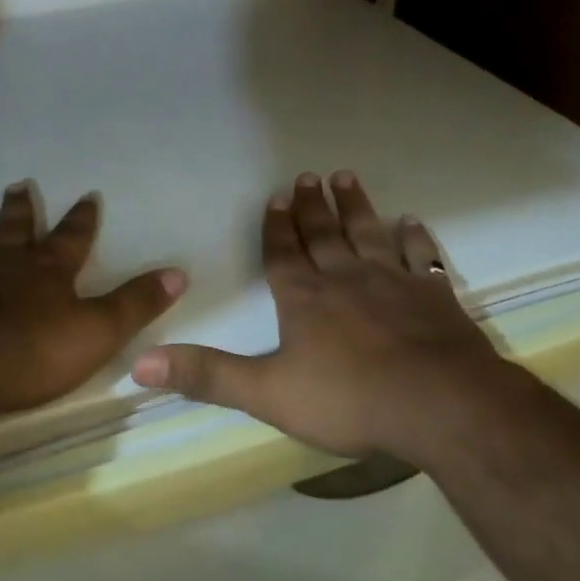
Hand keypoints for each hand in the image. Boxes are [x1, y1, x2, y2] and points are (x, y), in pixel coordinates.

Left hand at [0, 183, 184, 422]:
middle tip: (18, 184)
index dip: (82, 218)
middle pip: (12, 227)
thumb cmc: (31, 355)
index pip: (72, 236)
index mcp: (45, 270)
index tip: (88, 196)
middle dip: (19, 207)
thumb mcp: (98, 332)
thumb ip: (136, 303)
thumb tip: (179, 272)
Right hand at [130, 171, 505, 465]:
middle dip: (312, 207)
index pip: (283, 255)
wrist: (439, 404)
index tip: (276, 197)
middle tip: (308, 176)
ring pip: (368, 233)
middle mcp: (345, 279)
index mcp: (304, 299)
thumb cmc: (348, 399)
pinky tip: (410, 221)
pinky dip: (414, 237)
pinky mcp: (433, 295)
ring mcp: (393, 282)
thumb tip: (139, 364)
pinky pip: (420, 256)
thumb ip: (207, 376)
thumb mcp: (267, 392)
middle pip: (324, 235)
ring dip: (355, 207)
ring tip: (346, 178)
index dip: (276, 227)